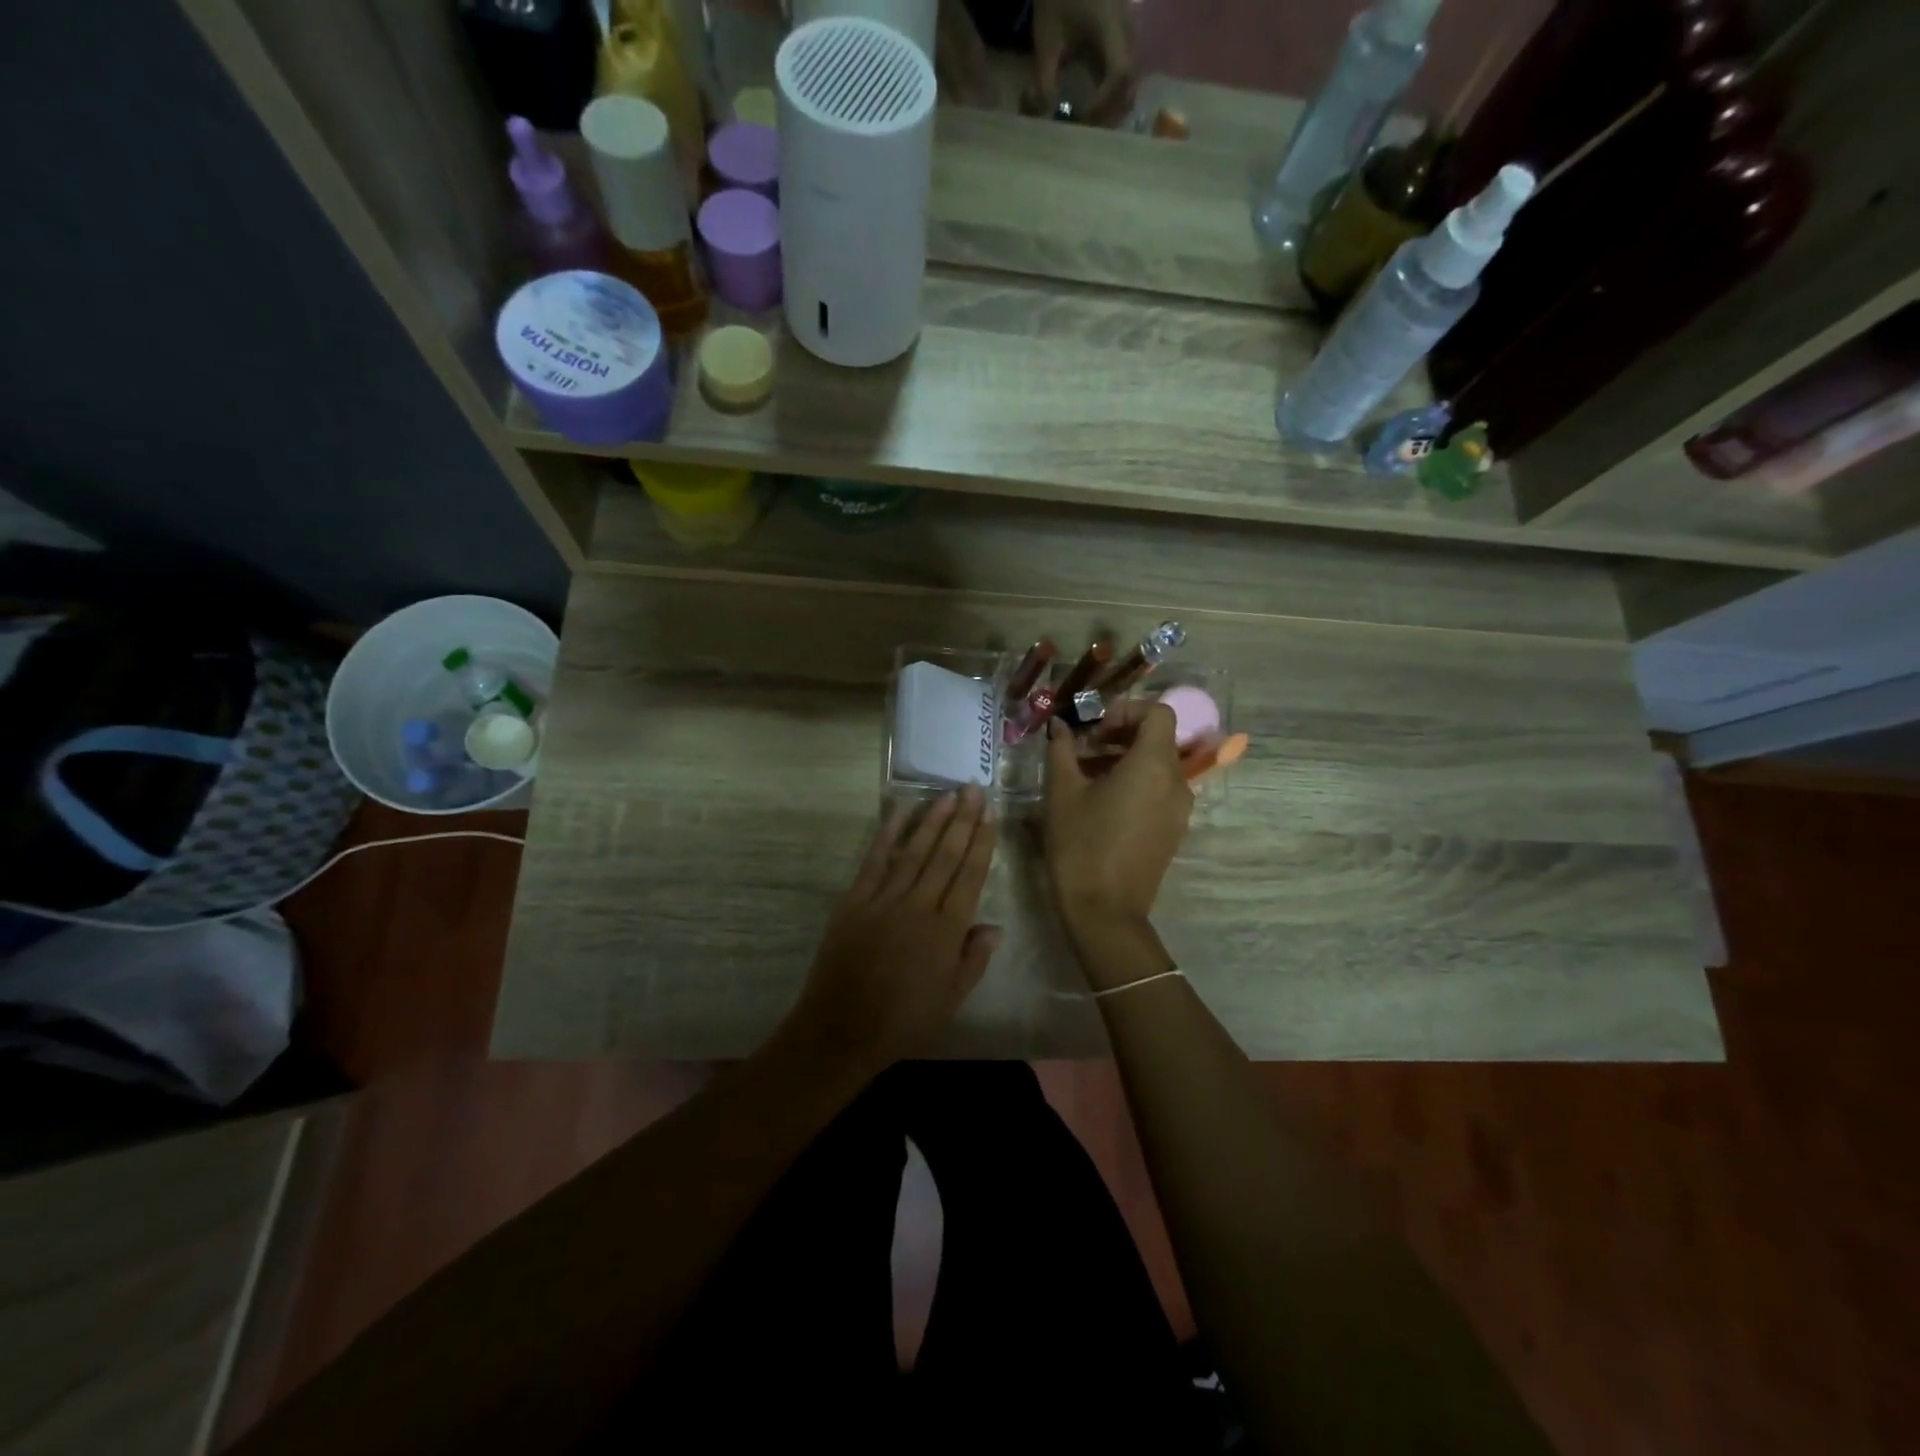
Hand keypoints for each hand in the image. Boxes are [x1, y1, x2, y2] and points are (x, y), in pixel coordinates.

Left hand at [789, 787, 1000, 1074]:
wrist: (841, 1029)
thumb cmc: (903, 1020)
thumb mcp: (951, 999)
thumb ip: (974, 960)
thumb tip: (994, 926)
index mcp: (947, 931)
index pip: (970, 876)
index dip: (981, 842)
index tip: (990, 814)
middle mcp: (919, 906)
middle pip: (946, 855)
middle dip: (962, 819)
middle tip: (973, 788)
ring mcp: (884, 899)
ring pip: (915, 851)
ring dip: (932, 819)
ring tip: (947, 794)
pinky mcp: (855, 900)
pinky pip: (875, 860)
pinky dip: (888, 833)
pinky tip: (899, 811)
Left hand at [1032, 0, 1134, 126]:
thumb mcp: (1046, 41)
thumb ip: (1045, 80)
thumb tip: (1049, 114)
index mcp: (1110, 27)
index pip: (1119, 73)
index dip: (1104, 100)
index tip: (1083, 116)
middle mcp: (1127, 29)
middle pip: (1130, 80)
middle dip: (1111, 108)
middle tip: (1088, 126)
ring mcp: (1129, 30)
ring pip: (1131, 76)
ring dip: (1113, 101)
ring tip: (1091, 117)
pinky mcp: (1124, 34)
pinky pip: (1124, 68)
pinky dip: (1113, 89)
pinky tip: (1095, 100)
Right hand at [1043, 705, 1190, 938]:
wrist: (1104, 911)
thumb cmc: (1080, 845)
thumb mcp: (1062, 792)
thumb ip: (1062, 750)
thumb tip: (1059, 726)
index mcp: (1153, 765)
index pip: (1158, 713)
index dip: (1126, 710)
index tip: (1094, 730)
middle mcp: (1176, 782)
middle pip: (1158, 738)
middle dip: (1120, 734)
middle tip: (1083, 750)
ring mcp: (1179, 809)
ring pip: (1158, 765)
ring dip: (1125, 759)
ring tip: (1086, 776)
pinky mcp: (1173, 830)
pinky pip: (1159, 790)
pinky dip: (1135, 782)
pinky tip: (1101, 802)